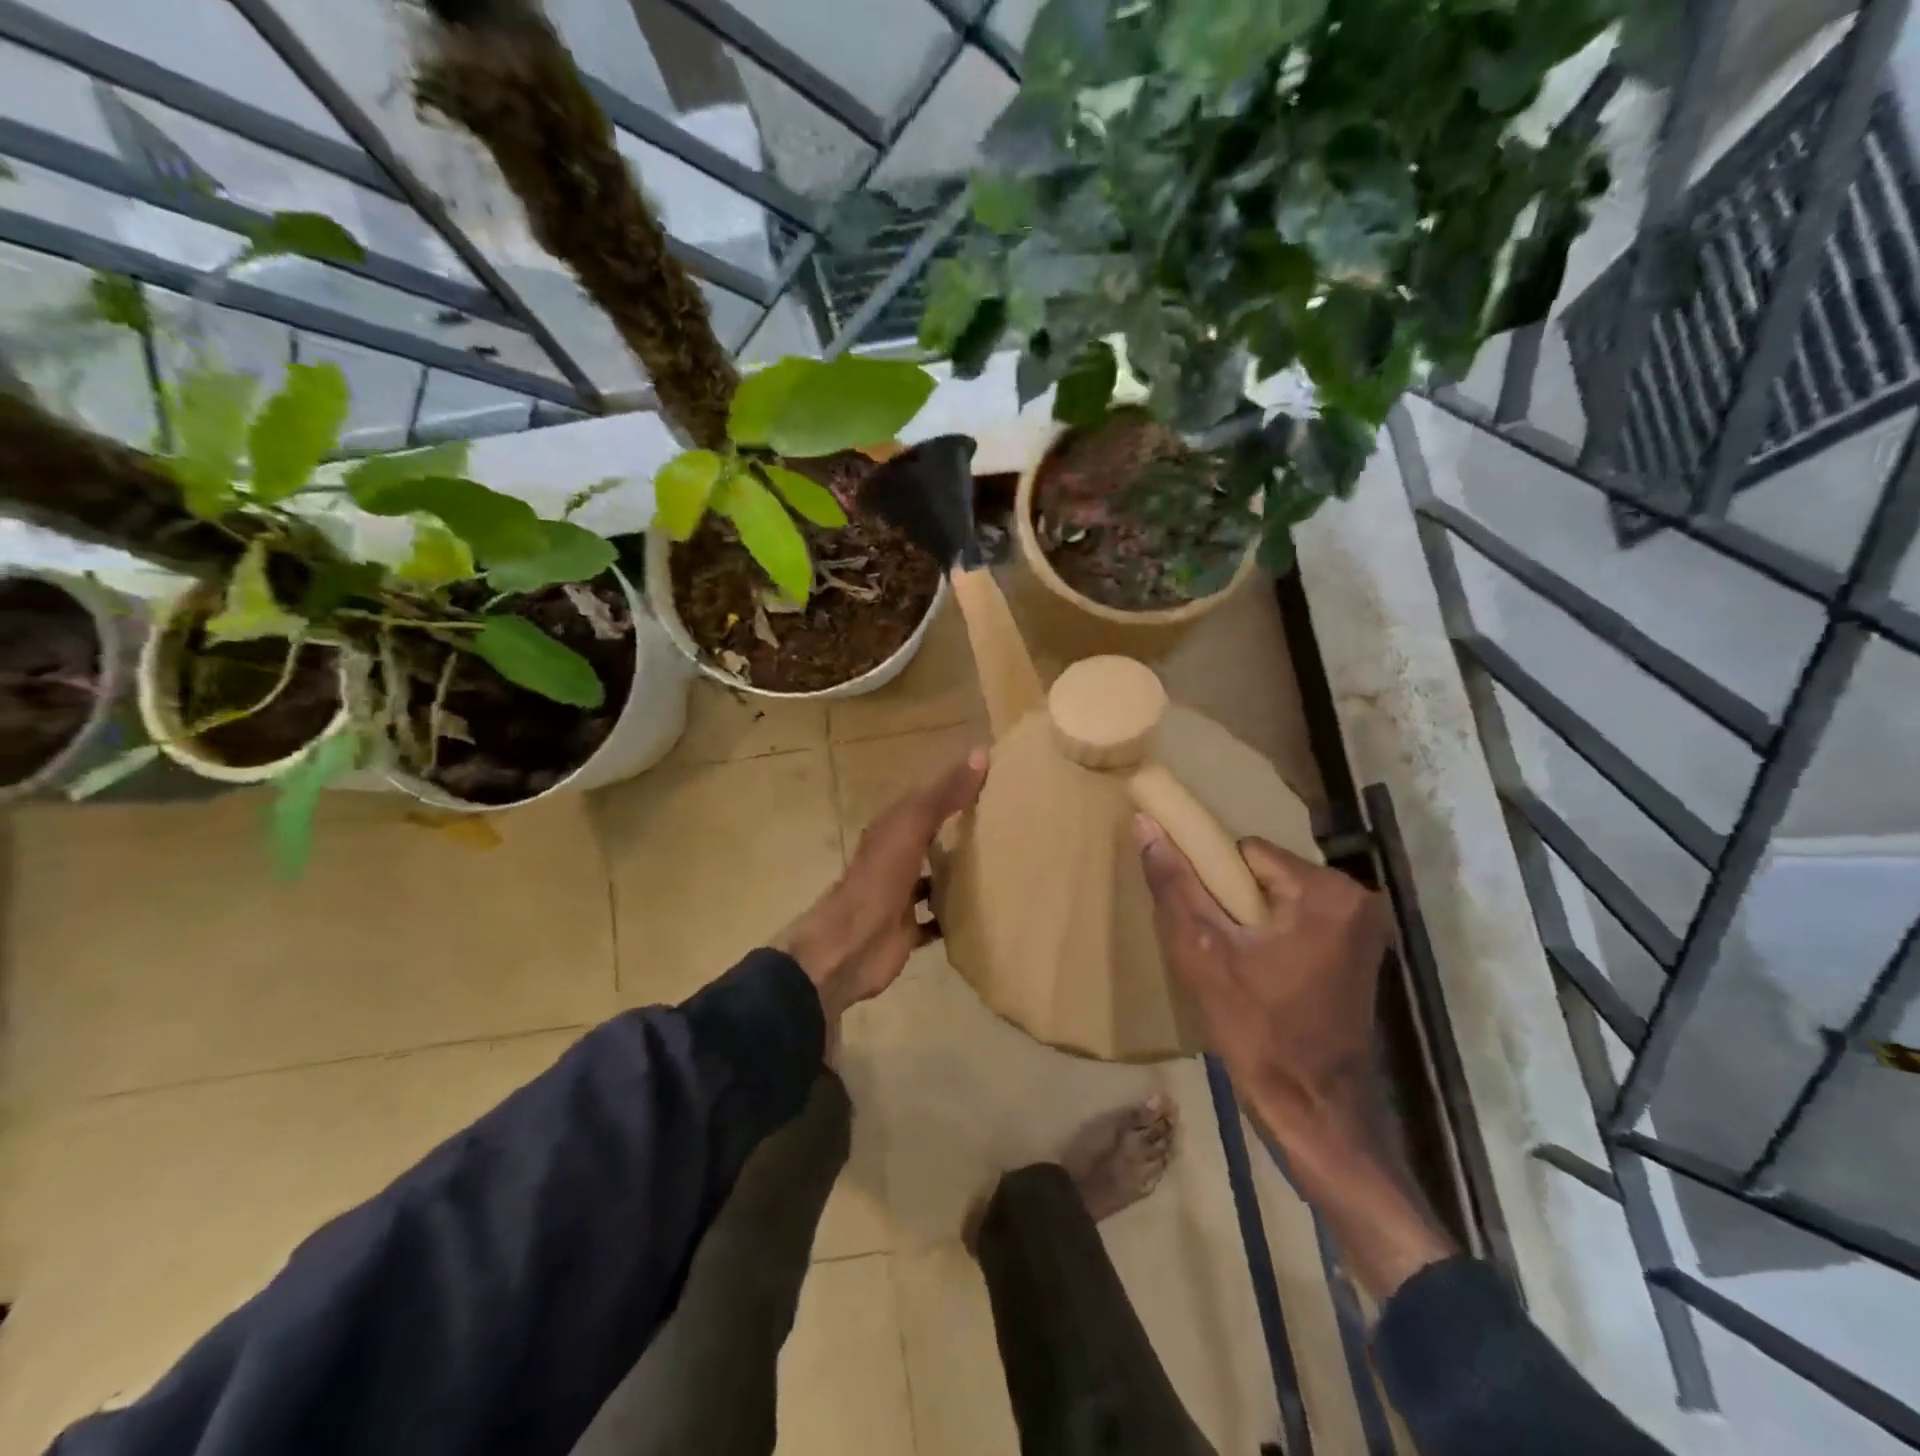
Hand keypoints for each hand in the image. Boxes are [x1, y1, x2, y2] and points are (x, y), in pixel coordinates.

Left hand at [776, 748, 988, 1022]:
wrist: (849, 947)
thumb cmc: (879, 880)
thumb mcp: (912, 827)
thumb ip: (944, 795)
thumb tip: (980, 753)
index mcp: (893, 828)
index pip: (928, 798)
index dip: (955, 786)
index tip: (993, 779)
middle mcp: (896, 857)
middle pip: (932, 837)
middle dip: (961, 830)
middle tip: (1007, 823)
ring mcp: (900, 895)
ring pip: (934, 877)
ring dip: (959, 873)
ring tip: (1001, 866)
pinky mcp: (907, 930)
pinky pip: (936, 918)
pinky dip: (955, 915)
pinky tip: (984, 913)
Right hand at [1135, 819, 1391, 1163]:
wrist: (1315, 1114)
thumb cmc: (1258, 1032)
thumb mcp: (1202, 954)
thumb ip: (1174, 885)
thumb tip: (1145, 824)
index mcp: (1326, 892)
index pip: (1246, 852)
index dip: (1213, 880)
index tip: (1200, 918)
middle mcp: (1358, 899)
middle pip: (1266, 873)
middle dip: (1233, 900)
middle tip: (1213, 943)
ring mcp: (1365, 928)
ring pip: (1280, 897)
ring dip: (1251, 918)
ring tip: (1231, 959)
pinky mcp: (1360, 952)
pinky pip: (1300, 919)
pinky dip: (1273, 934)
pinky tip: (1256, 969)